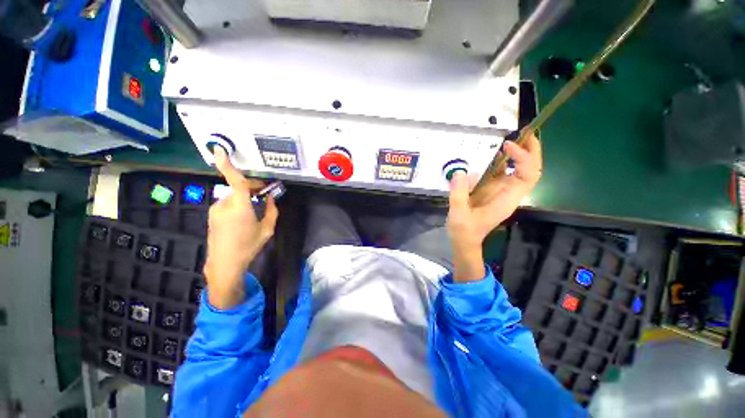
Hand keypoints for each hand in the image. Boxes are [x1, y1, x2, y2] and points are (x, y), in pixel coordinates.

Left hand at [204, 147, 278, 308]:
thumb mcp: (267, 229)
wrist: (224, 264)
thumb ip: (272, 211)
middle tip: (266, 195)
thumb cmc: (248, 246)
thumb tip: (271, 199)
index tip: (218, 149)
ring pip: (234, 196)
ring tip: (256, 210)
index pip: (234, 181)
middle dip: (252, 187)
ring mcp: (216, 210)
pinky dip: (238, 204)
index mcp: (239, 207)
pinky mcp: (212, 215)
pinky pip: (228, 204)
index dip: (227, 164)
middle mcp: (224, 204)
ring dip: (245, 197)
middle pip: (238, 187)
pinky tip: (245, 217)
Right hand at [447, 132, 541, 281]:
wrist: (465, 242)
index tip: (507, 146)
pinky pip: (505, 174)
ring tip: (514, 138)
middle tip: (525, 133)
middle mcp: (509, 194)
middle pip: (531, 171)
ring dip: (522, 154)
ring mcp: (502, 193)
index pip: (527, 176)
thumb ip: (458, 194)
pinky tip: (497, 154)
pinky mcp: (493, 192)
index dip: (523, 158)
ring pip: (521, 171)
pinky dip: (505, 161)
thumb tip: (461, 171)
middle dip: (532, 151)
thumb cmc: (464, 231)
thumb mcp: (458, 214)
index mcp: (506, 201)